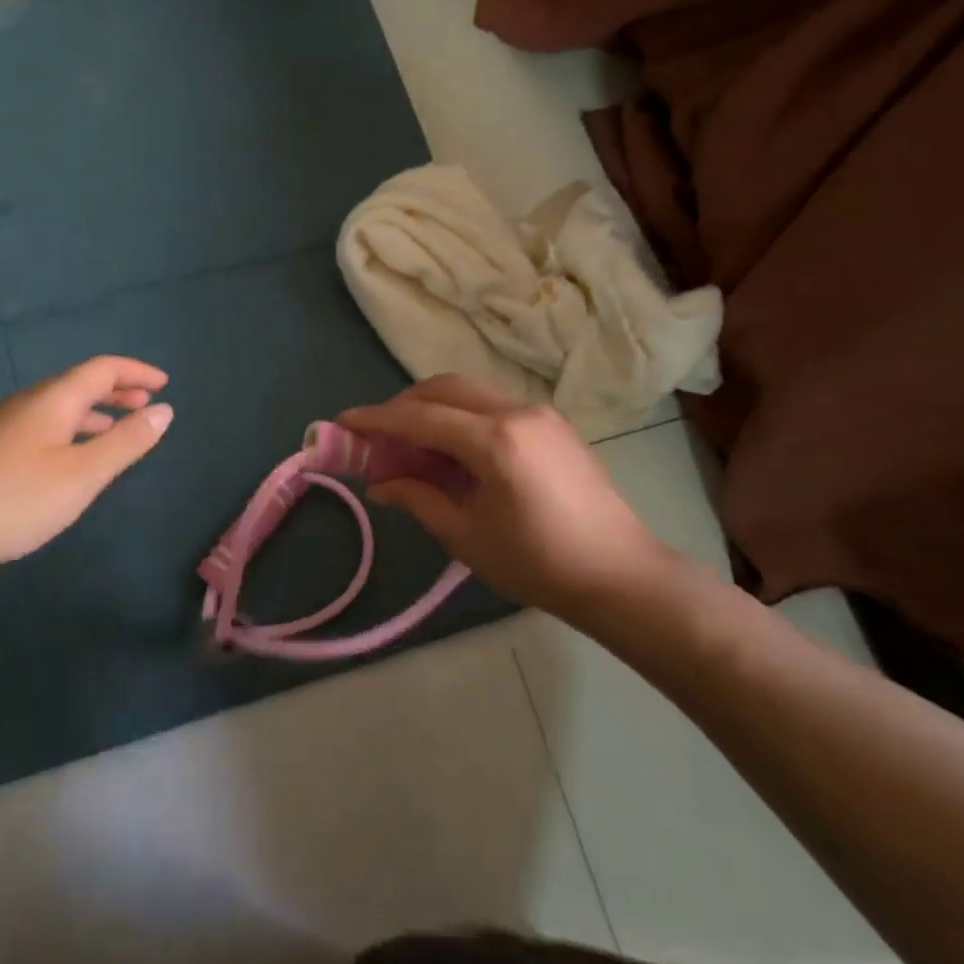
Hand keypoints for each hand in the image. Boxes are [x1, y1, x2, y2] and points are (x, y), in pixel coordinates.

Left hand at [0, 355, 172, 593]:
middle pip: (79, 384)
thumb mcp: (81, 475)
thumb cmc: (13, 499)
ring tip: (118, 434)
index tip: (165, 385)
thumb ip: (125, 443)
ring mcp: (2, 427)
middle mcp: (27, 403)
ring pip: (59, 409)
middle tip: (147, 406)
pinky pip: (43, 427)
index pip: (103, 369)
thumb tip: (164, 410)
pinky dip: (71, 433)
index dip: (137, 372)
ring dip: (95, 415)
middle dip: (118, 391)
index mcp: (53, 399)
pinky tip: (69, 462)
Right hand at [338, 375, 687, 618]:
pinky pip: (493, 405)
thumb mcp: (465, 535)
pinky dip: (462, 416)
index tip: (342, 422)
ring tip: (413, 444)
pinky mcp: (553, 424)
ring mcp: (540, 413)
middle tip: (378, 435)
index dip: (376, 419)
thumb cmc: (538, 563)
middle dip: (403, 405)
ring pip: (469, 392)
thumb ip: (418, 498)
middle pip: (443, 388)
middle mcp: (516, 411)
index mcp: (494, 440)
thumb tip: (380, 483)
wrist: (621, 575)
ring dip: (433, 408)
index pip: (419, 417)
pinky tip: (454, 450)